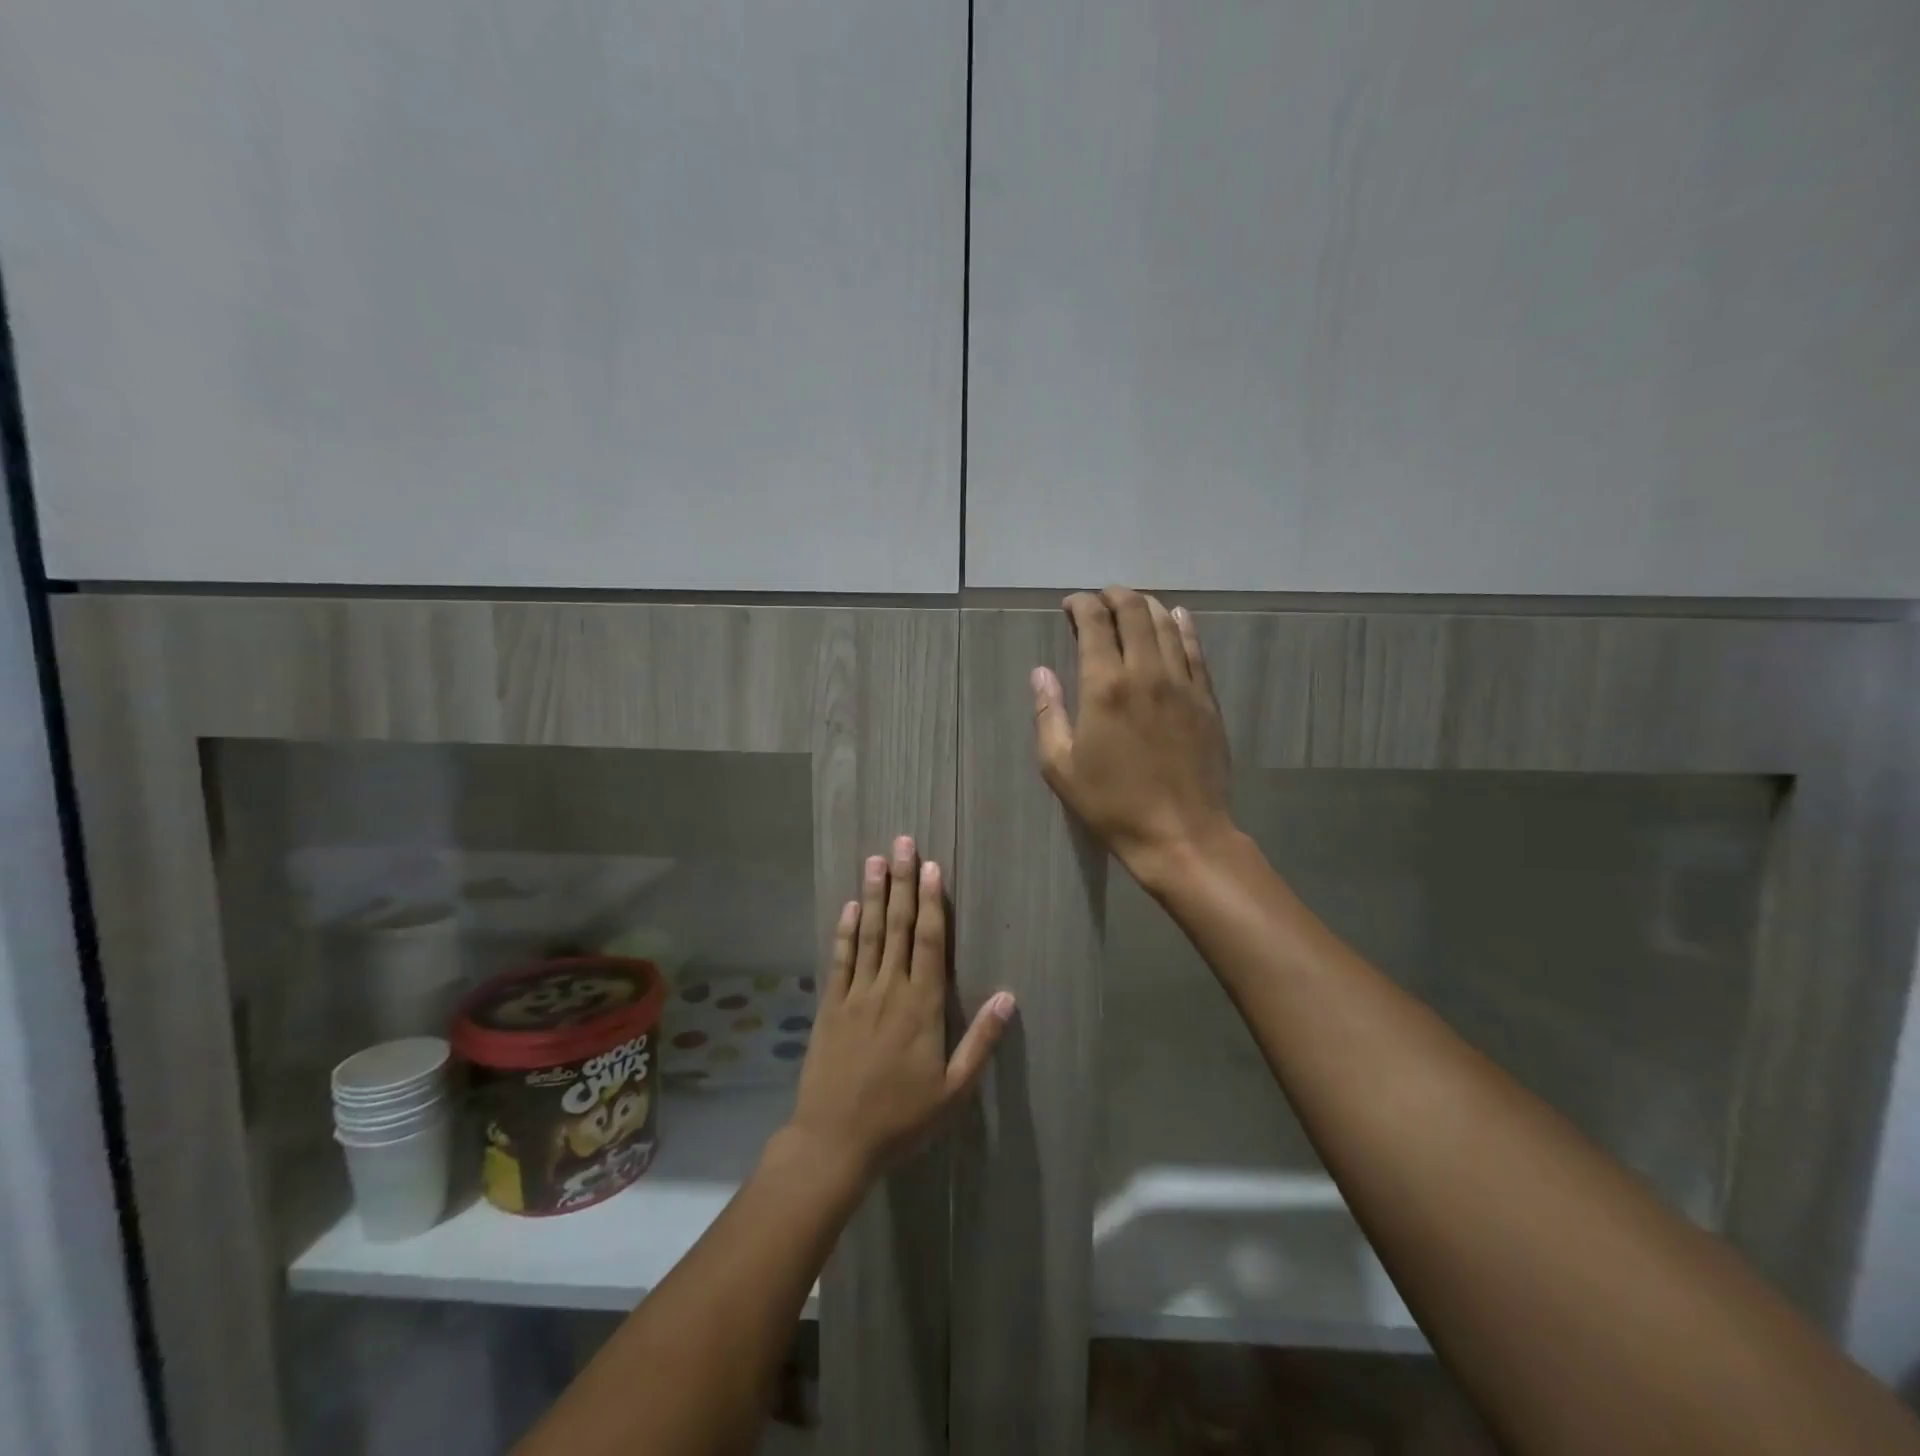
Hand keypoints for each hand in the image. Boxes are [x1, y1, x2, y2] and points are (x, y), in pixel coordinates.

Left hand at [788, 836, 1014, 1181]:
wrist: (834, 1141)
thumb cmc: (901, 1118)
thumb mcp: (953, 1090)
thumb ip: (981, 1041)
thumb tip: (1009, 996)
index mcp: (921, 1006)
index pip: (930, 942)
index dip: (932, 902)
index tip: (932, 867)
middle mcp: (889, 990)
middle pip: (899, 927)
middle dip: (902, 883)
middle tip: (902, 844)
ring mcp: (856, 995)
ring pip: (869, 934)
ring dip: (874, 895)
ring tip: (875, 860)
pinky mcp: (831, 1006)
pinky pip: (840, 959)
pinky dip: (846, 930)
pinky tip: (850, 906)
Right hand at [1033, 587, 1234, 887]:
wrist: (1180, 834)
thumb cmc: (1111, 804)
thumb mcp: (1060, 766)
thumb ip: (1048, 713)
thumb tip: (1041, 673)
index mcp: (1105, 687)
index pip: (1095, 624)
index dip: (1081, 605)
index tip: (1071, 604)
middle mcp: (1146, 673)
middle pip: (1134, 612)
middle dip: (1115, 596)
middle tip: (1101, 597)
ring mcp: (1182, 683)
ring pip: (1167, 624)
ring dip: (1147, 605)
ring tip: (1133, 603)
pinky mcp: (1206, 699)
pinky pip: (1196, 650)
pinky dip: (1183, 627)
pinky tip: (1177, 617)